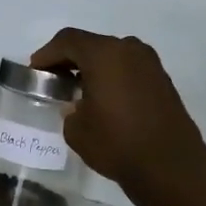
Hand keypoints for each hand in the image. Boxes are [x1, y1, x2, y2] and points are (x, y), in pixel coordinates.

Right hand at [29, 29, 205, 192]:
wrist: (169, 164)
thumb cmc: (116, 143)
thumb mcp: (76, 129)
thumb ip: (70, 109)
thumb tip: (78, 105)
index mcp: (104, 54)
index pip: (68, 41)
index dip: (47, 54)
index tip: (36, 71)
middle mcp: (128, 49)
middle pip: (91, 44)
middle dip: (70, 60)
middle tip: (54, 80)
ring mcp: (149, 63)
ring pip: (112, 55)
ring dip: (93, 68)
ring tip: (79, 91)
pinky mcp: (162, 79)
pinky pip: (128, 69)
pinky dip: (112, 76)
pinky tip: (104, 99)